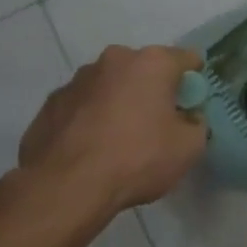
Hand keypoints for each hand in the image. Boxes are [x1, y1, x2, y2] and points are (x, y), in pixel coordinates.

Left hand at [18, 45, 206, 211]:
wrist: (66, 187)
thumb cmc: (138, 159)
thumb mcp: (190, 147)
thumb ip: (196, 123)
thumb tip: (187, 118)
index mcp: (152, 63)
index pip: (187, 59)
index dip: (194, 82)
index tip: (191, 106)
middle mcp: (114, 60)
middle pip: (145, 69)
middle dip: (153, 90)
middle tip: (157, 124)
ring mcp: (77, 80)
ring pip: (110, 85)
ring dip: (119, 102)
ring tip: (119, 140)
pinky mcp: (50, 104)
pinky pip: (82, 105)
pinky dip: (91, 119)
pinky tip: (91, 149)